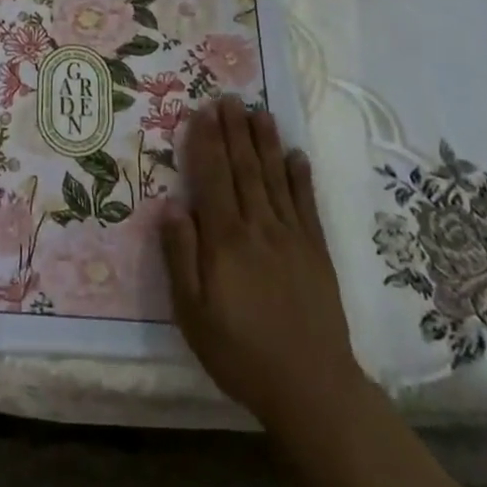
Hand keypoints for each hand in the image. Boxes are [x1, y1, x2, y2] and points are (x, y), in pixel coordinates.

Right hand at [160, 98, 363, 429]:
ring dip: (265, 142)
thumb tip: (170, 204)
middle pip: (244, 168)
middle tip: (229, 97)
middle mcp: (259, 227)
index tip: (202, 111)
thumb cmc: (240, 352)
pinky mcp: (317, 252)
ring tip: (259, 111)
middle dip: (234, 130)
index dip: (205, 142)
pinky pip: (306, 205)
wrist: (312, 389)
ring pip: (275, 178)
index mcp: (225, 239)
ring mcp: (292, 237)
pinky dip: (301, 177)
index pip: (212, 178)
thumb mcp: (192, 312)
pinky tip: (296, 155)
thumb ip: (180, 255)